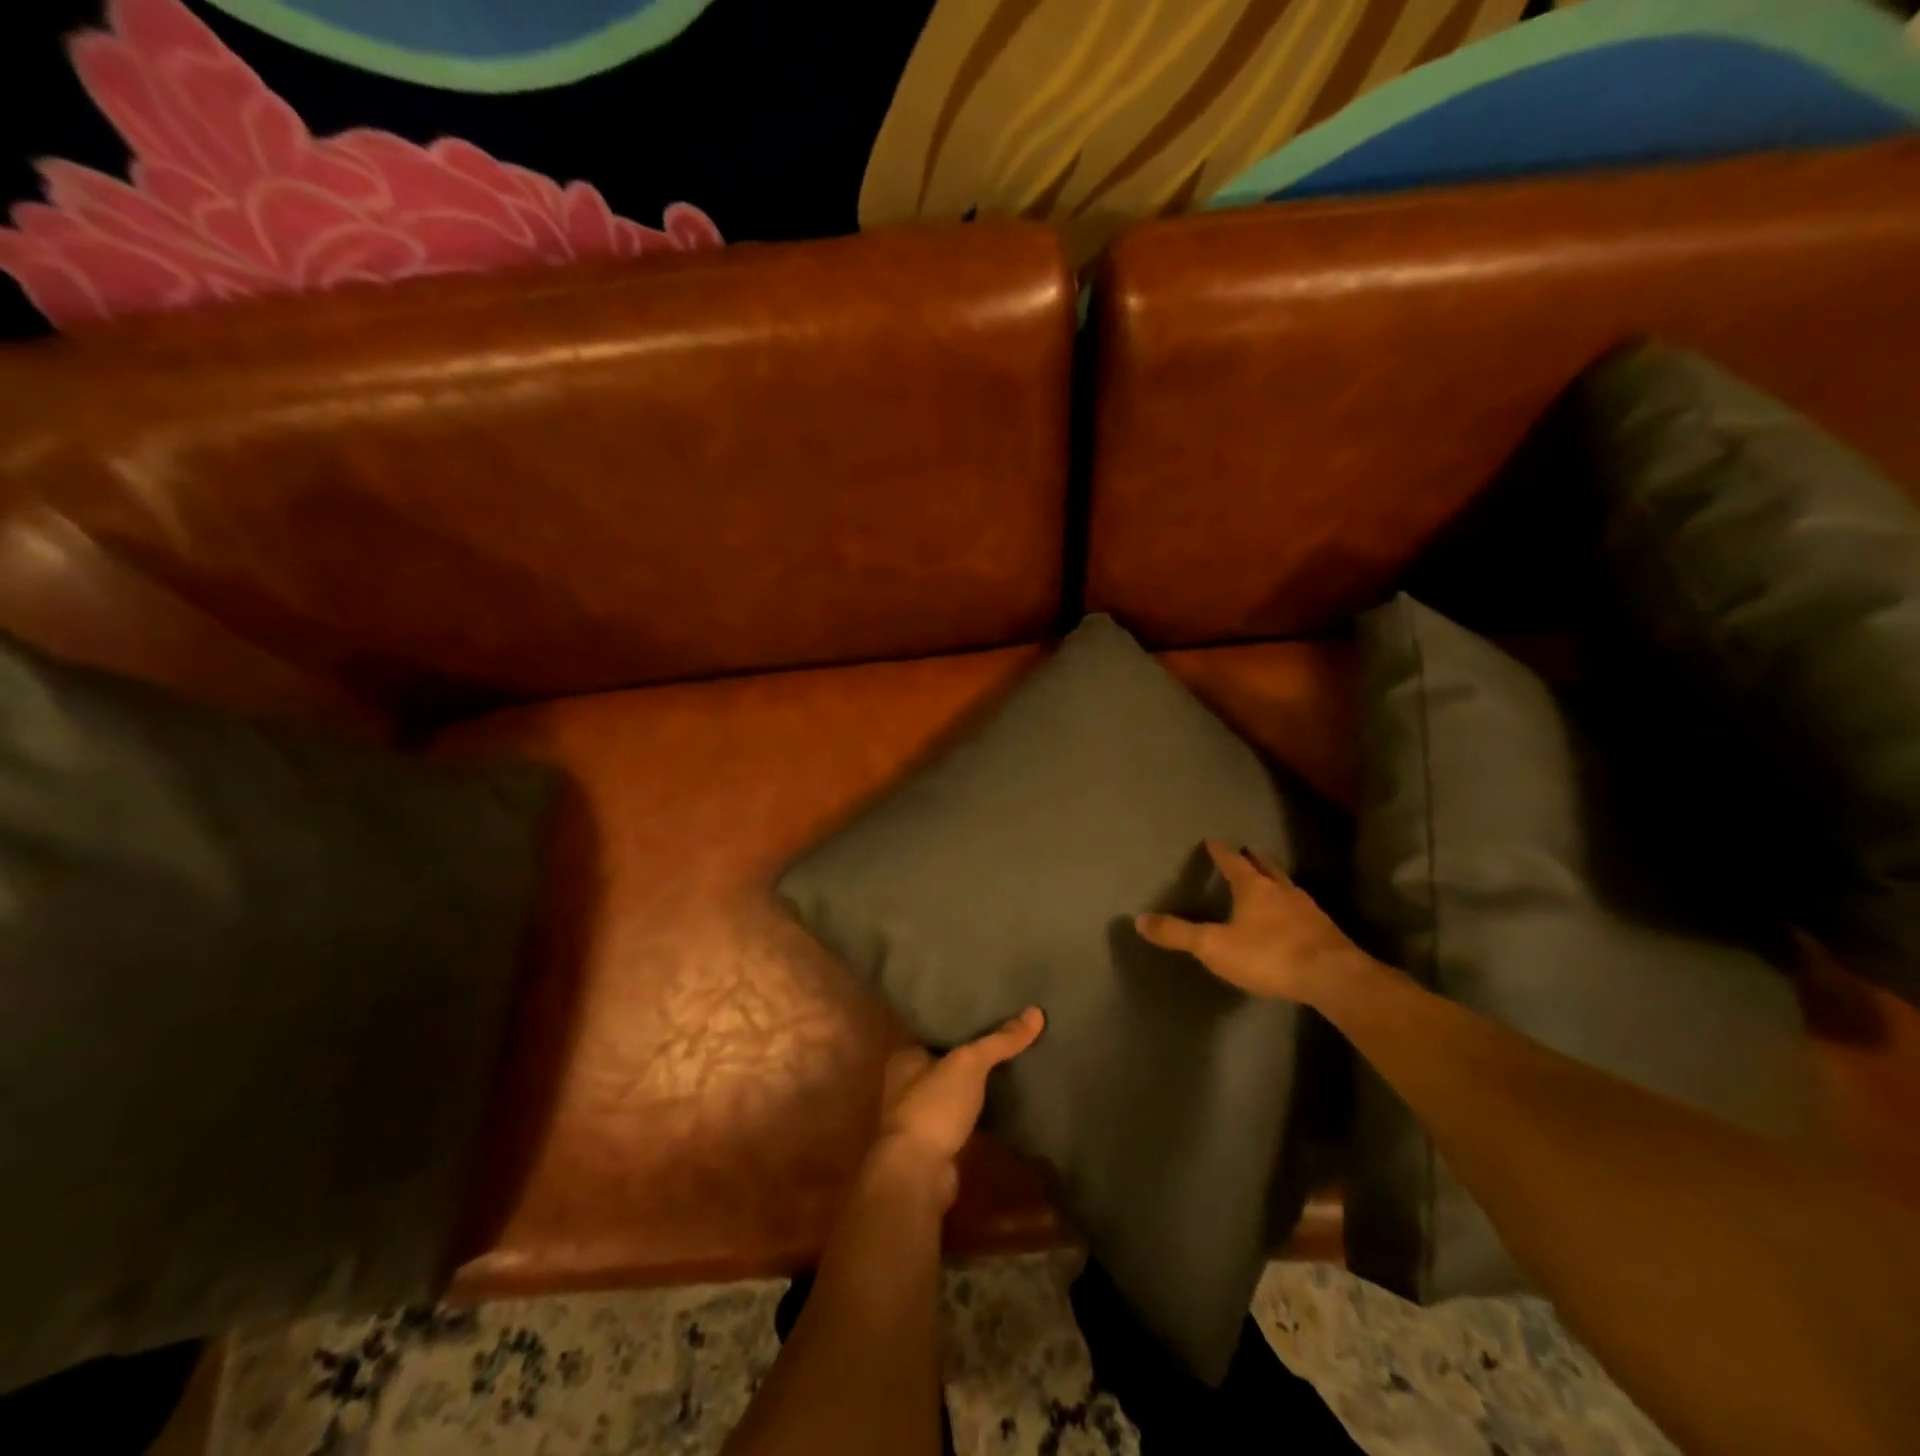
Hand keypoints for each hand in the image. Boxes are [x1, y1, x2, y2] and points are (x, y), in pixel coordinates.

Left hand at [867, 1007, 1045, 1205]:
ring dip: (977, 1082)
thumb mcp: (969, 1064)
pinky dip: (981, 1108)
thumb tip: (1036, 1012)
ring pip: (956, 1088)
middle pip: (947, 1057)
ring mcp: (922, 1114)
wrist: (918, 1175)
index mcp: (906, 1056)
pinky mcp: (938, 1142)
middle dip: (972, 1050)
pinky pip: (965, 1115)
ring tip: (1013, 1061)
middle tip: (1008, 1032)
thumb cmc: (934, 1107)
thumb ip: (1000, 1040)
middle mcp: (908, 1083)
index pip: (935, 1027)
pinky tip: (1006, 1100)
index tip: (988, 1007)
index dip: (960, 1018)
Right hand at [1135, 839, 1376, 1004]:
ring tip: (1270, 881)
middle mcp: (1282, 891)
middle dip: (1255, 859)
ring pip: (1288, 887)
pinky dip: (1292, 907)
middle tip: (1248, 850)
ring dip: (1276, 881)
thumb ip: (1178, 933)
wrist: (1332, 978)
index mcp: (1254, 888)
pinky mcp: (1326, 933)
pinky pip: (1303, 911)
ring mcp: (1308, 911)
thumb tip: (1140, 920)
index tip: (1214, 840)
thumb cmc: (1268, 955)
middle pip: (1266, 868)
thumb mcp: (1214, 946)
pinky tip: (1293, 918)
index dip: (1221, 851)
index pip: (1233, 862)